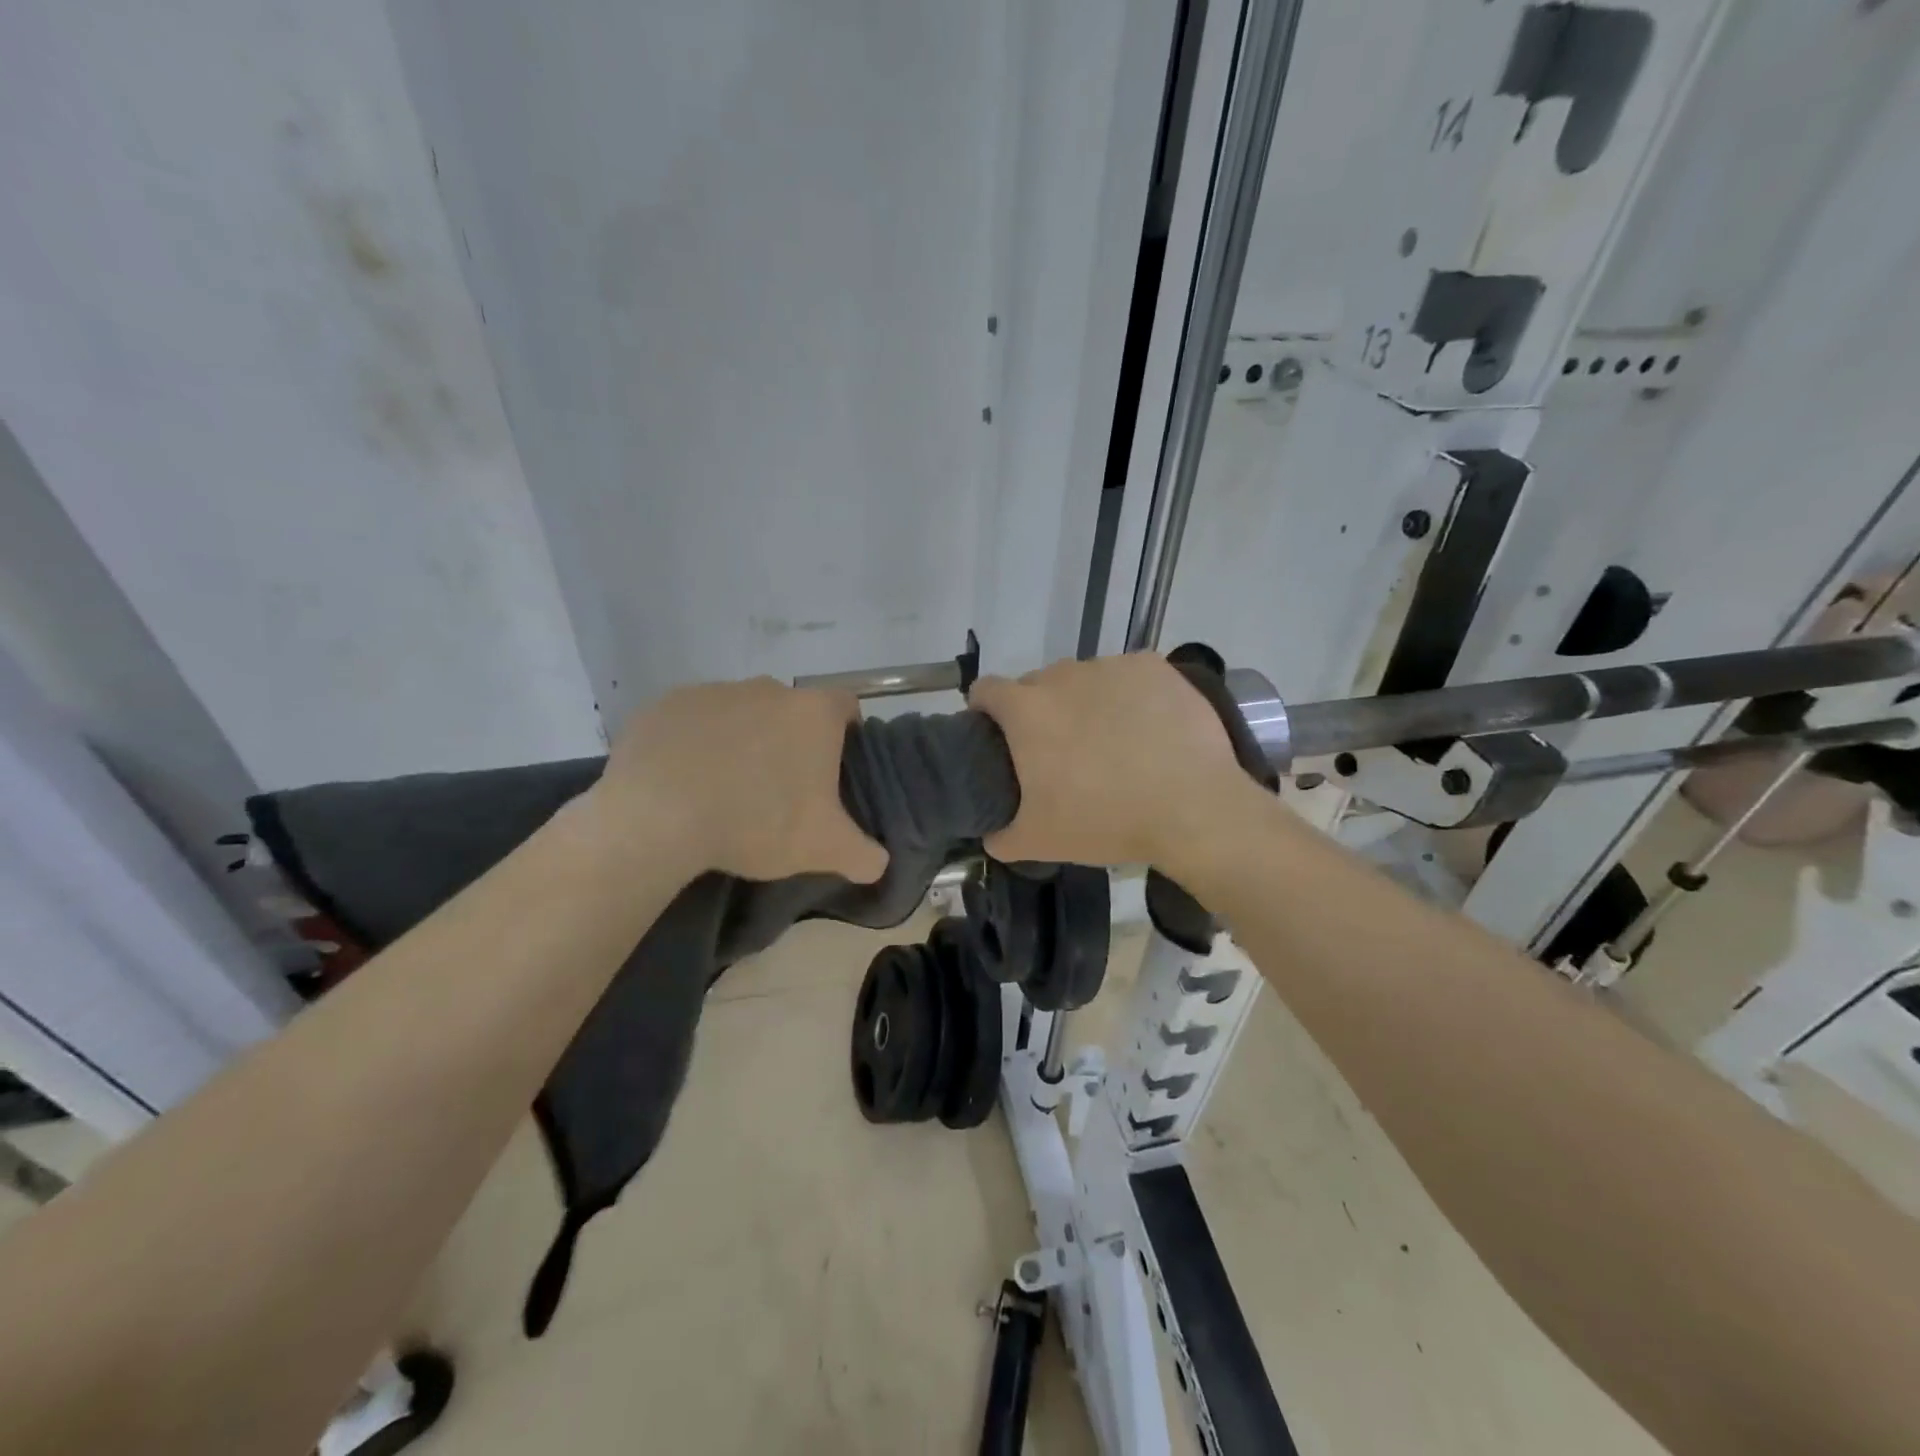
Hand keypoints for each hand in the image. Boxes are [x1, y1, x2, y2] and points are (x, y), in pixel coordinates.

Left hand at [590, 678, 888, 882]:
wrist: (657, 816)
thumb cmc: (757, 821)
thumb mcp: (823, 849)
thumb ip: (863, 854)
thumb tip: (879, 862)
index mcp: (813, 713)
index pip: (846, 706)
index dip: (846, 734)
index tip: (834, 769)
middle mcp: (767, 689)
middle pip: (791, 710)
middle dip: (790, 741)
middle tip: (780, 789)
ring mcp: (714, 691)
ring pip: (741, 713)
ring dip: (741, 740)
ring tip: (726, 789)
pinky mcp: (666, 704)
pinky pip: (693, 721)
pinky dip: (695, 744)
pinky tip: (684, 782)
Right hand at [968, 654, 1249, 869]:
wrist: (1193, 808)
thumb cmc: (1106, 821)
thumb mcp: (1040, 842)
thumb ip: (1000, 837)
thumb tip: (991, 835)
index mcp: (1026, 710)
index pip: (985, 690)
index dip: (985, 711)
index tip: (998, 736)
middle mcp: (1063, 676)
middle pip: (1036, 685)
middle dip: (1040, 712)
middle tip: (1061, 752)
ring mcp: (1111, 667)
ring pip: (1083, 679)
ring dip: (1085, 702)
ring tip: (1110, 742)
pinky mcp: (1152, 667)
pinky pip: (1126, 676)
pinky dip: (1128, 696)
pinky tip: (1146, 728)